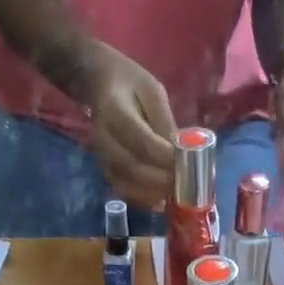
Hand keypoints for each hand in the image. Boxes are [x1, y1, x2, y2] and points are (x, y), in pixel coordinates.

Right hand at [78, 41, 177, 209]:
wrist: (97, 83)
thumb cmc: (130, 84)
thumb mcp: (153, 92)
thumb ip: (165, 121)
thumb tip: (181, 153)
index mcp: (114, 110)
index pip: (140, 140)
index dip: (164, 157)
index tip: (186, 166)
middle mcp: (103, 137)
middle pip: (131, 167)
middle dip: (161, 181)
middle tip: (185, 186)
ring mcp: (100, 156)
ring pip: (125, 183)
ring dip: (152, 194)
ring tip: (176, 196)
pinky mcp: (104, 168)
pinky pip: (122, 190)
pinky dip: (142, 200)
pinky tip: (160, 201)